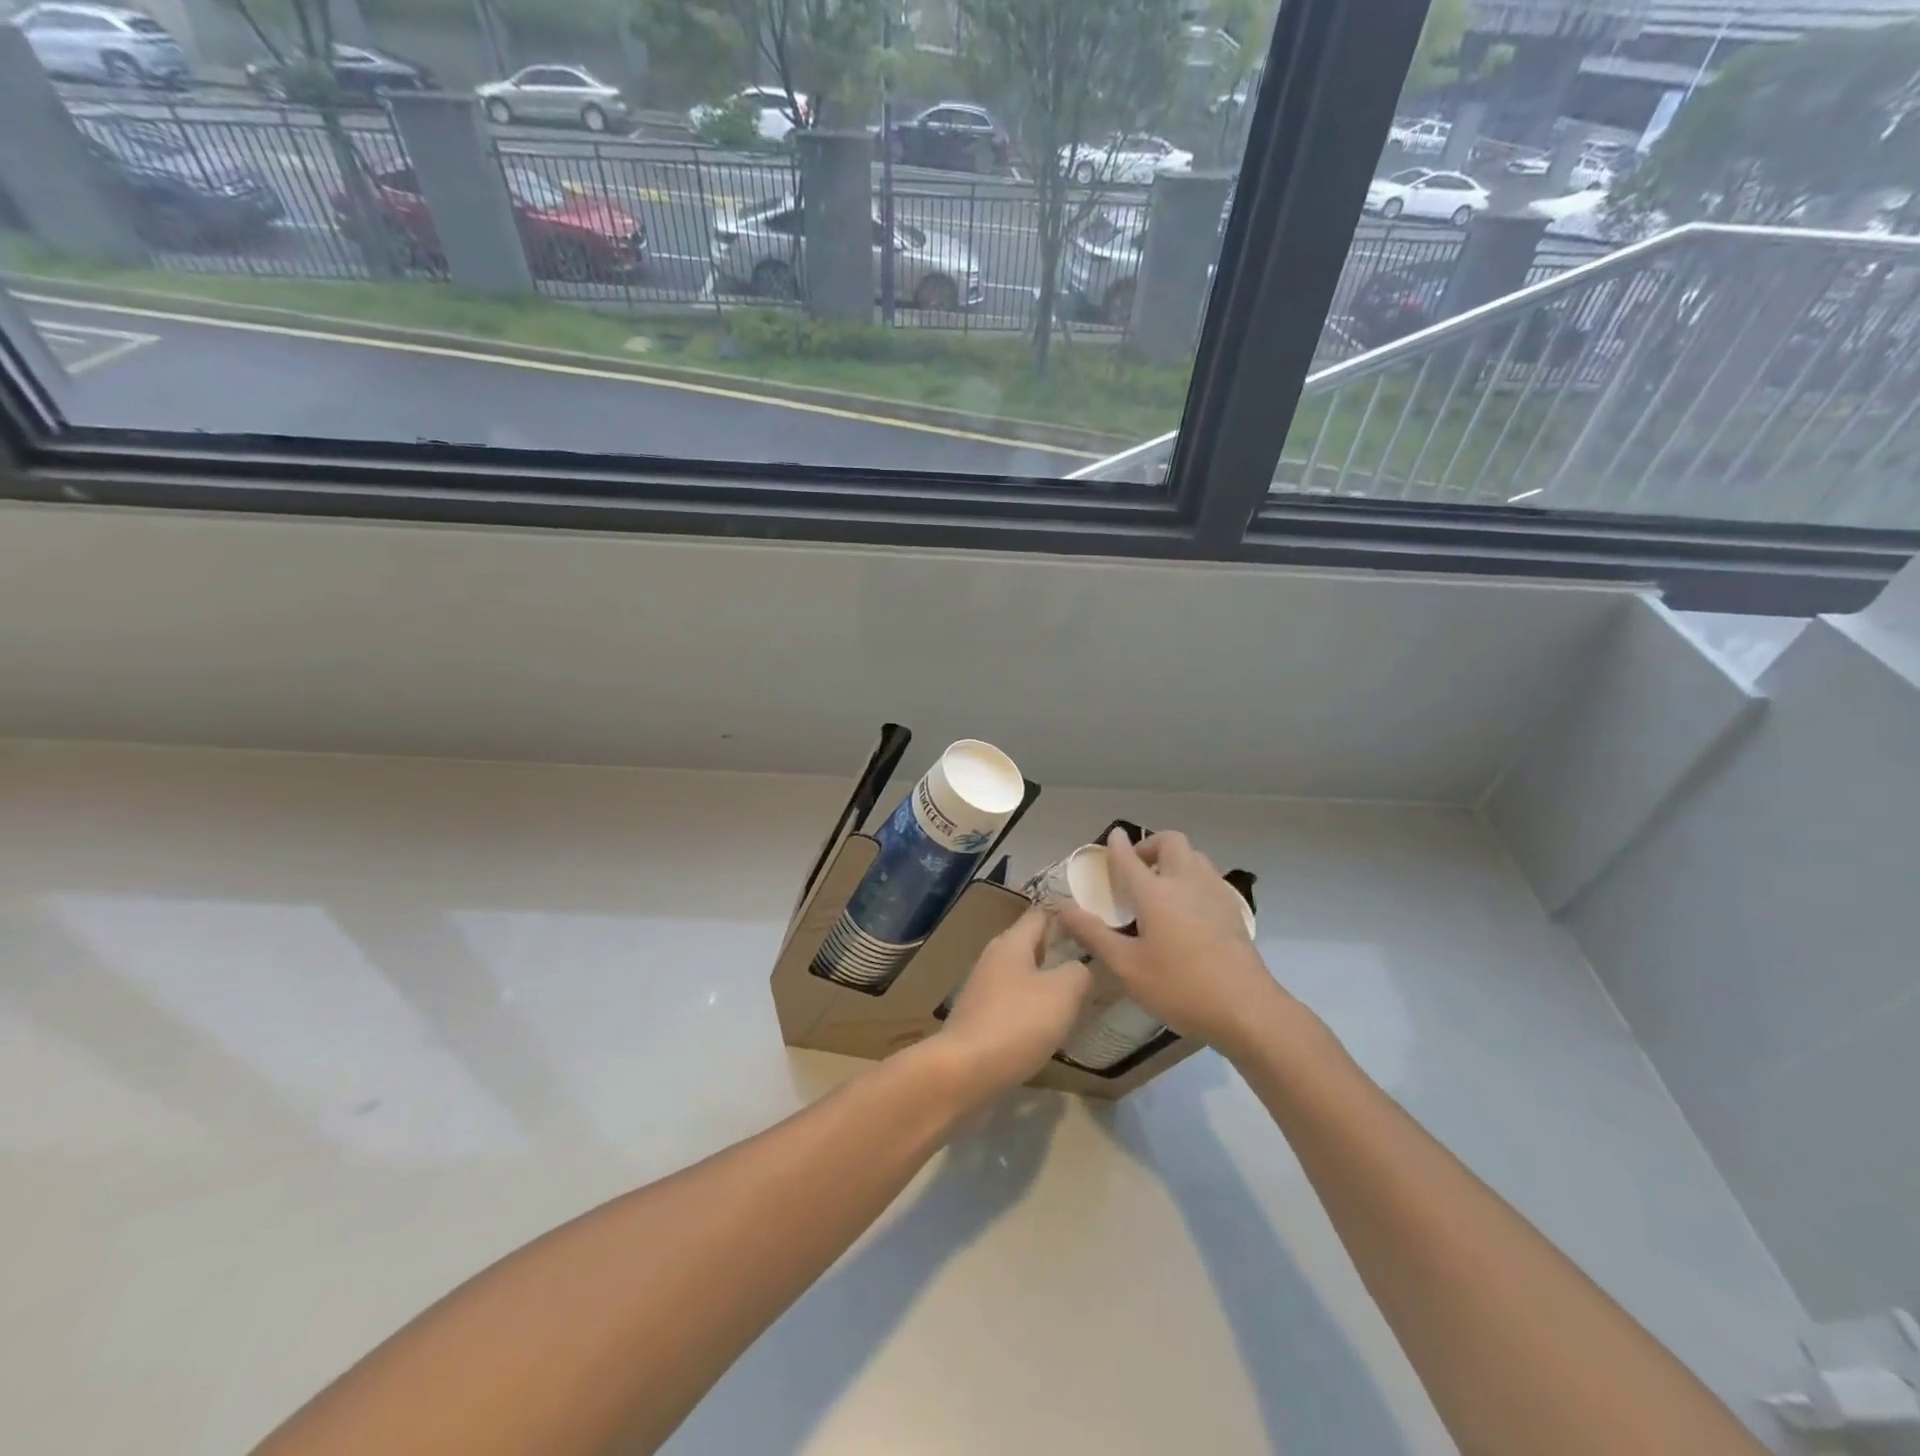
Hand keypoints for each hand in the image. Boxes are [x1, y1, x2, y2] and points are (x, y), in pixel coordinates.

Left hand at [936, 909, 1091, 1097]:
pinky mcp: (978, 1016)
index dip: (1066, 916)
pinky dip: (1030, 1005)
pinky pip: (1011, 1000)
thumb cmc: (1017, 1023)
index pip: (1040, 914)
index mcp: (1011, 942)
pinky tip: (1047, 1023)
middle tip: (1090, 960)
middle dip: (1057, 949)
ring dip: (1044, 980)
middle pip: (1029, 943)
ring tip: (1075, 993)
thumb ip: (1079, 972)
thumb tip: (1081, 967)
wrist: (964, 1070)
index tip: (1092, 926)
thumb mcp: (1063, 993)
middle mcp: (993, 957)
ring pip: (1020, 973)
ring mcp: (982, 987)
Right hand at [1057, 828, 1290, 1055]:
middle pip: (1170, 842)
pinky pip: (1209, 876)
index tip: (1112, 837)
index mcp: (1155, 893)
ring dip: (1174, 858)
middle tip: (1137, 866)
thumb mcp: (1127, 967)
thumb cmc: (1180, 987)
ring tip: (1161, 883)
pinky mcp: (1233, 909)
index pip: (1129, 858)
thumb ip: (1094, 935)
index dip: (1116, 845)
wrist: (1246, 1008)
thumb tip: (1063, 909)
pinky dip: (1193, 876)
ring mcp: (1214, 893)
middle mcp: (1186, 882)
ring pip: (1194, 855)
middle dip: (1150, 844)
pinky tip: (1188, 906)